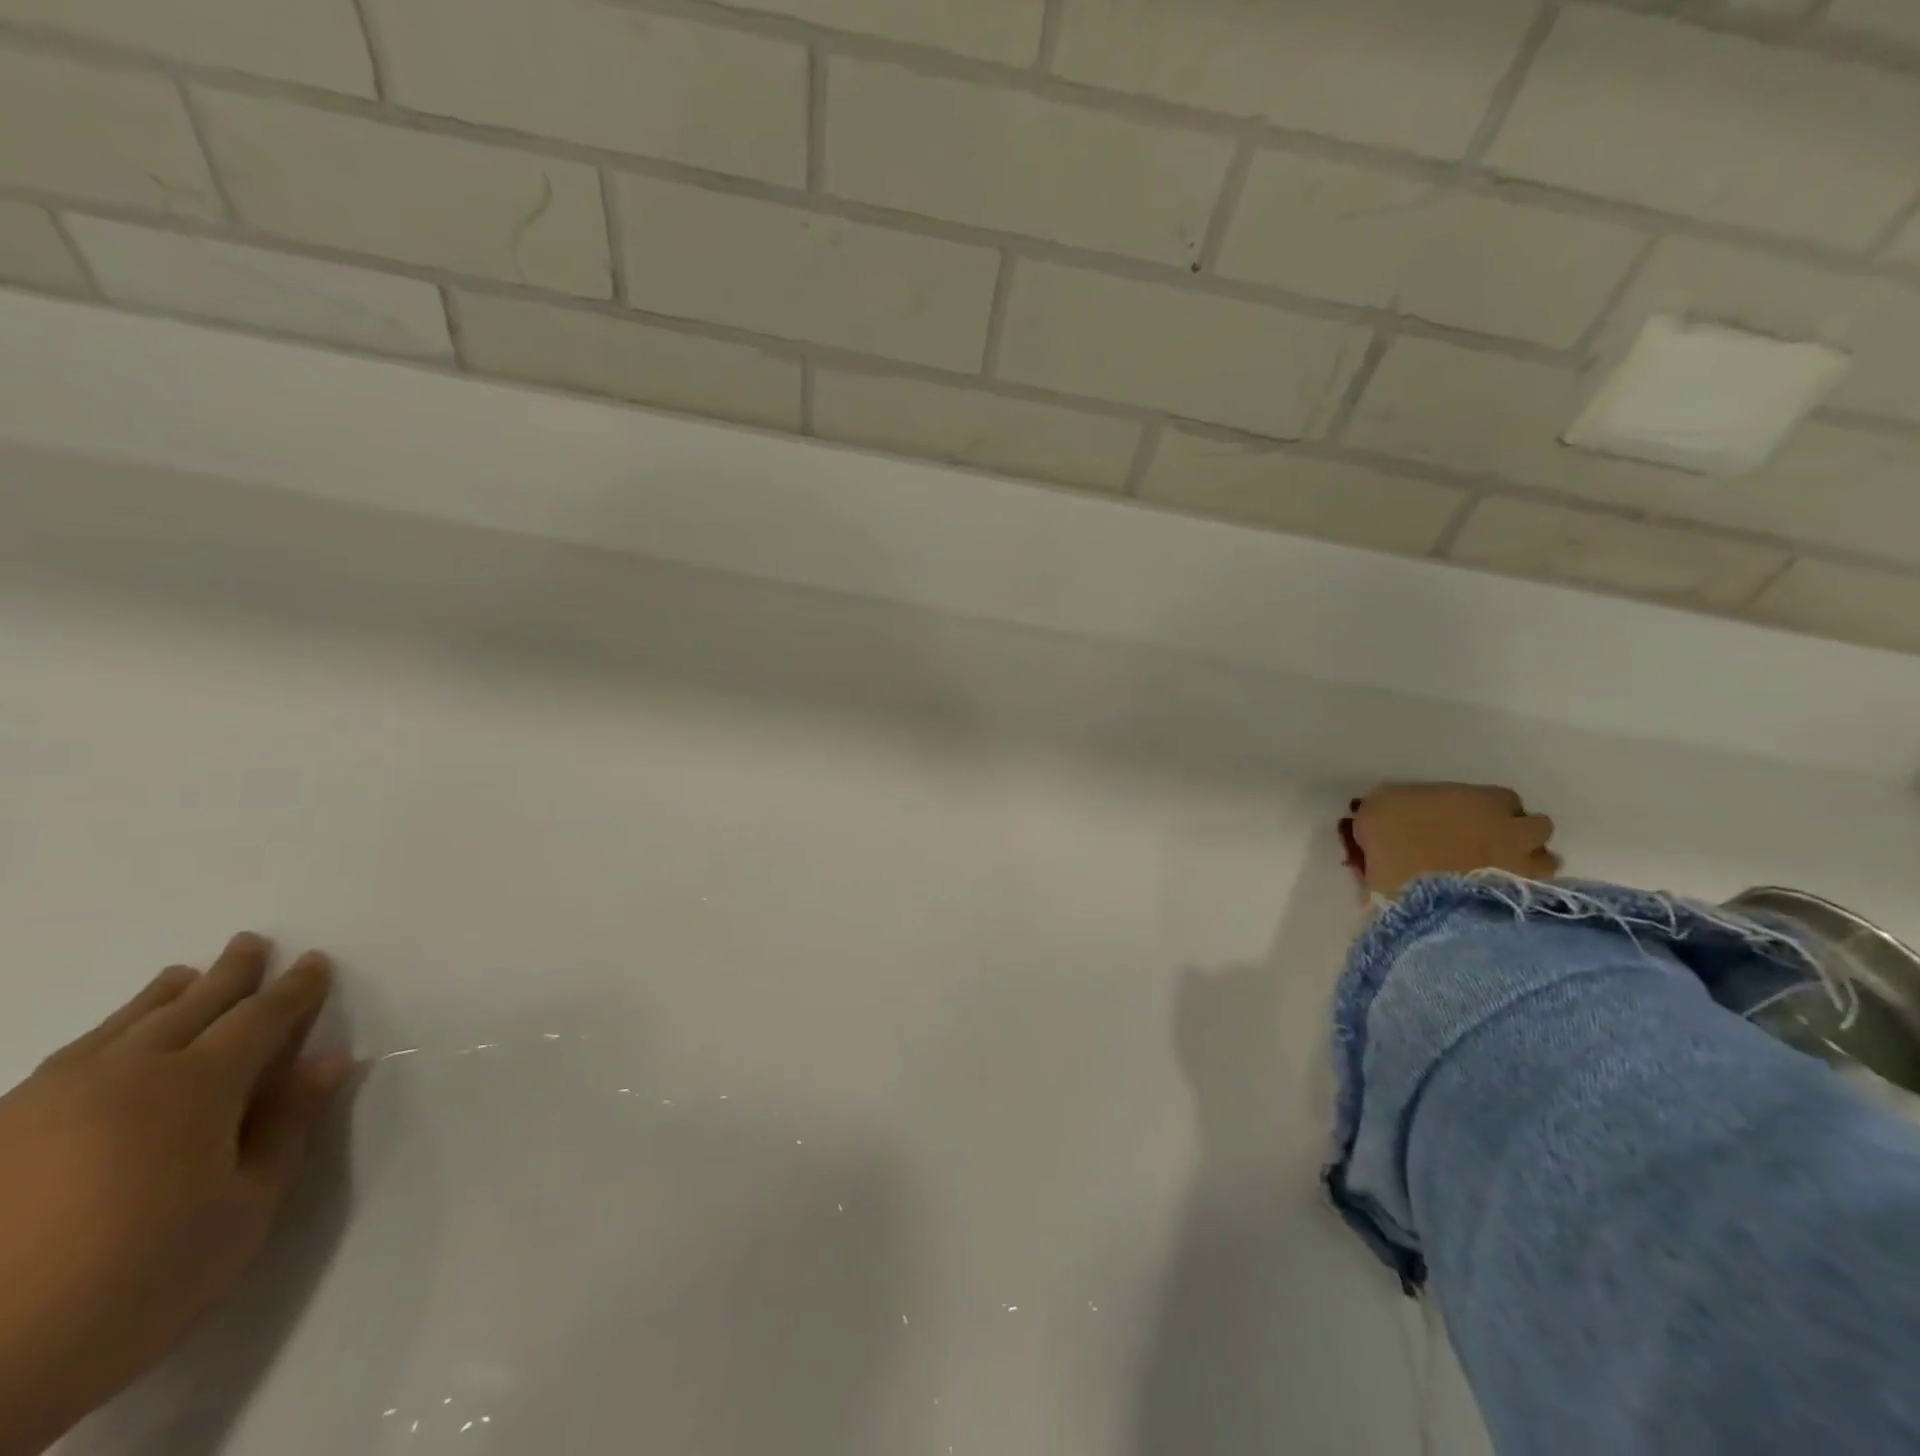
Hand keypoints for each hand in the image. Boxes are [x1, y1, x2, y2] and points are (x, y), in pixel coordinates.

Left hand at [0, 933, 351, 1455]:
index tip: (315, 962)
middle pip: (190, 1008)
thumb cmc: (139, 1282)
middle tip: (250, 943)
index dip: (295, 989)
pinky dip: (104, 1034)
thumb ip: (288, 1127)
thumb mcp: (244, 1210)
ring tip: (180, 976)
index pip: (261, 1019)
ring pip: (119, 1028)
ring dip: (160, 998)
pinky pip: (65, 1060)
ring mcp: (45, 1102)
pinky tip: (105, 1042)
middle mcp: (123, 1075)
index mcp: (196, 1087)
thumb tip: (329, 1059)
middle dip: (229, 974)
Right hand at [1346, 782, 1559, 900]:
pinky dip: (1521, 893)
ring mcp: (1524, 867)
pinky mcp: (1524, 902)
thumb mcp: (1377, 808)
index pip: (1502, 798)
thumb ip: (1396, 804)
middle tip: (1488, 846)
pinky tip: (1495, 898)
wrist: (1416, 896)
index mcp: (1481, 800)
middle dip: (1516, 834)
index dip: (1486, 809)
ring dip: (1525, 864)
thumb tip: (1397, 808)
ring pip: (1543, 862)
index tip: (1467, 819)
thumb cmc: (1394, 841)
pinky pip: (1535, 894)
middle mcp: (1513, 829)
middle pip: (1535, 826)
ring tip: (1497, 876)